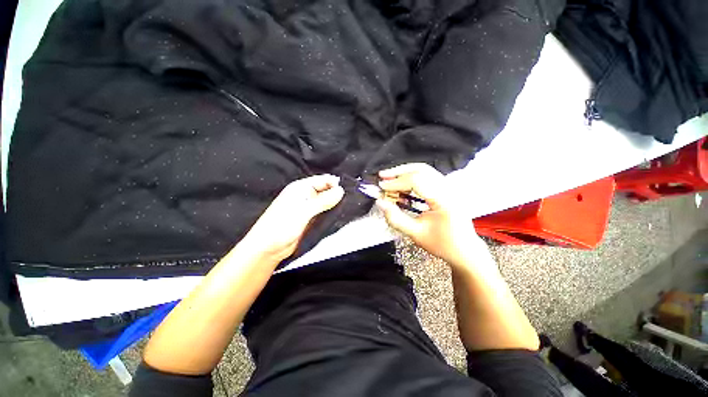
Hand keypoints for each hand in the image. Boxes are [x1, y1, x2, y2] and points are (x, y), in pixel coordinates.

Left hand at [240, 175, 343, 263]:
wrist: (268, 248)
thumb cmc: (281, 226)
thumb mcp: (304, 211)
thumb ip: (323, 200)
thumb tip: (341, 191)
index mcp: (301, 188)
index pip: (323, 180)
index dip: (335, 183)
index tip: (347, 191)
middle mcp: (305, 195)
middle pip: (326, 190)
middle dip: (336, 194)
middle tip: (349, 200)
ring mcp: (308, 207)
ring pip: (326, 202)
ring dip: (334, 204)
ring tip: (346, 207)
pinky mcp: (310, 219)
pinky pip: (324, 212)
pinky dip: (331, 213)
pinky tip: (339, 215)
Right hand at [375, 163, 484, 267]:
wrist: (464, 250)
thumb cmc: (442, 244)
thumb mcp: (416, 234)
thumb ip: (396, 218)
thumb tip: (380, 203)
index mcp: (444, 200)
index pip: (417, 181)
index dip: (396, 182)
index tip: (381, 187)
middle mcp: (449, 189)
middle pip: (422, 170)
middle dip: (399, 172)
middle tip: (382, 176)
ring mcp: (449, 187)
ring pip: (425, 170)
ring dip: (405, 172)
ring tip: (389, 178)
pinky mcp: (446, 189)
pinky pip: (427, 176)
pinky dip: (412, 177)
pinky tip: (402, 184)